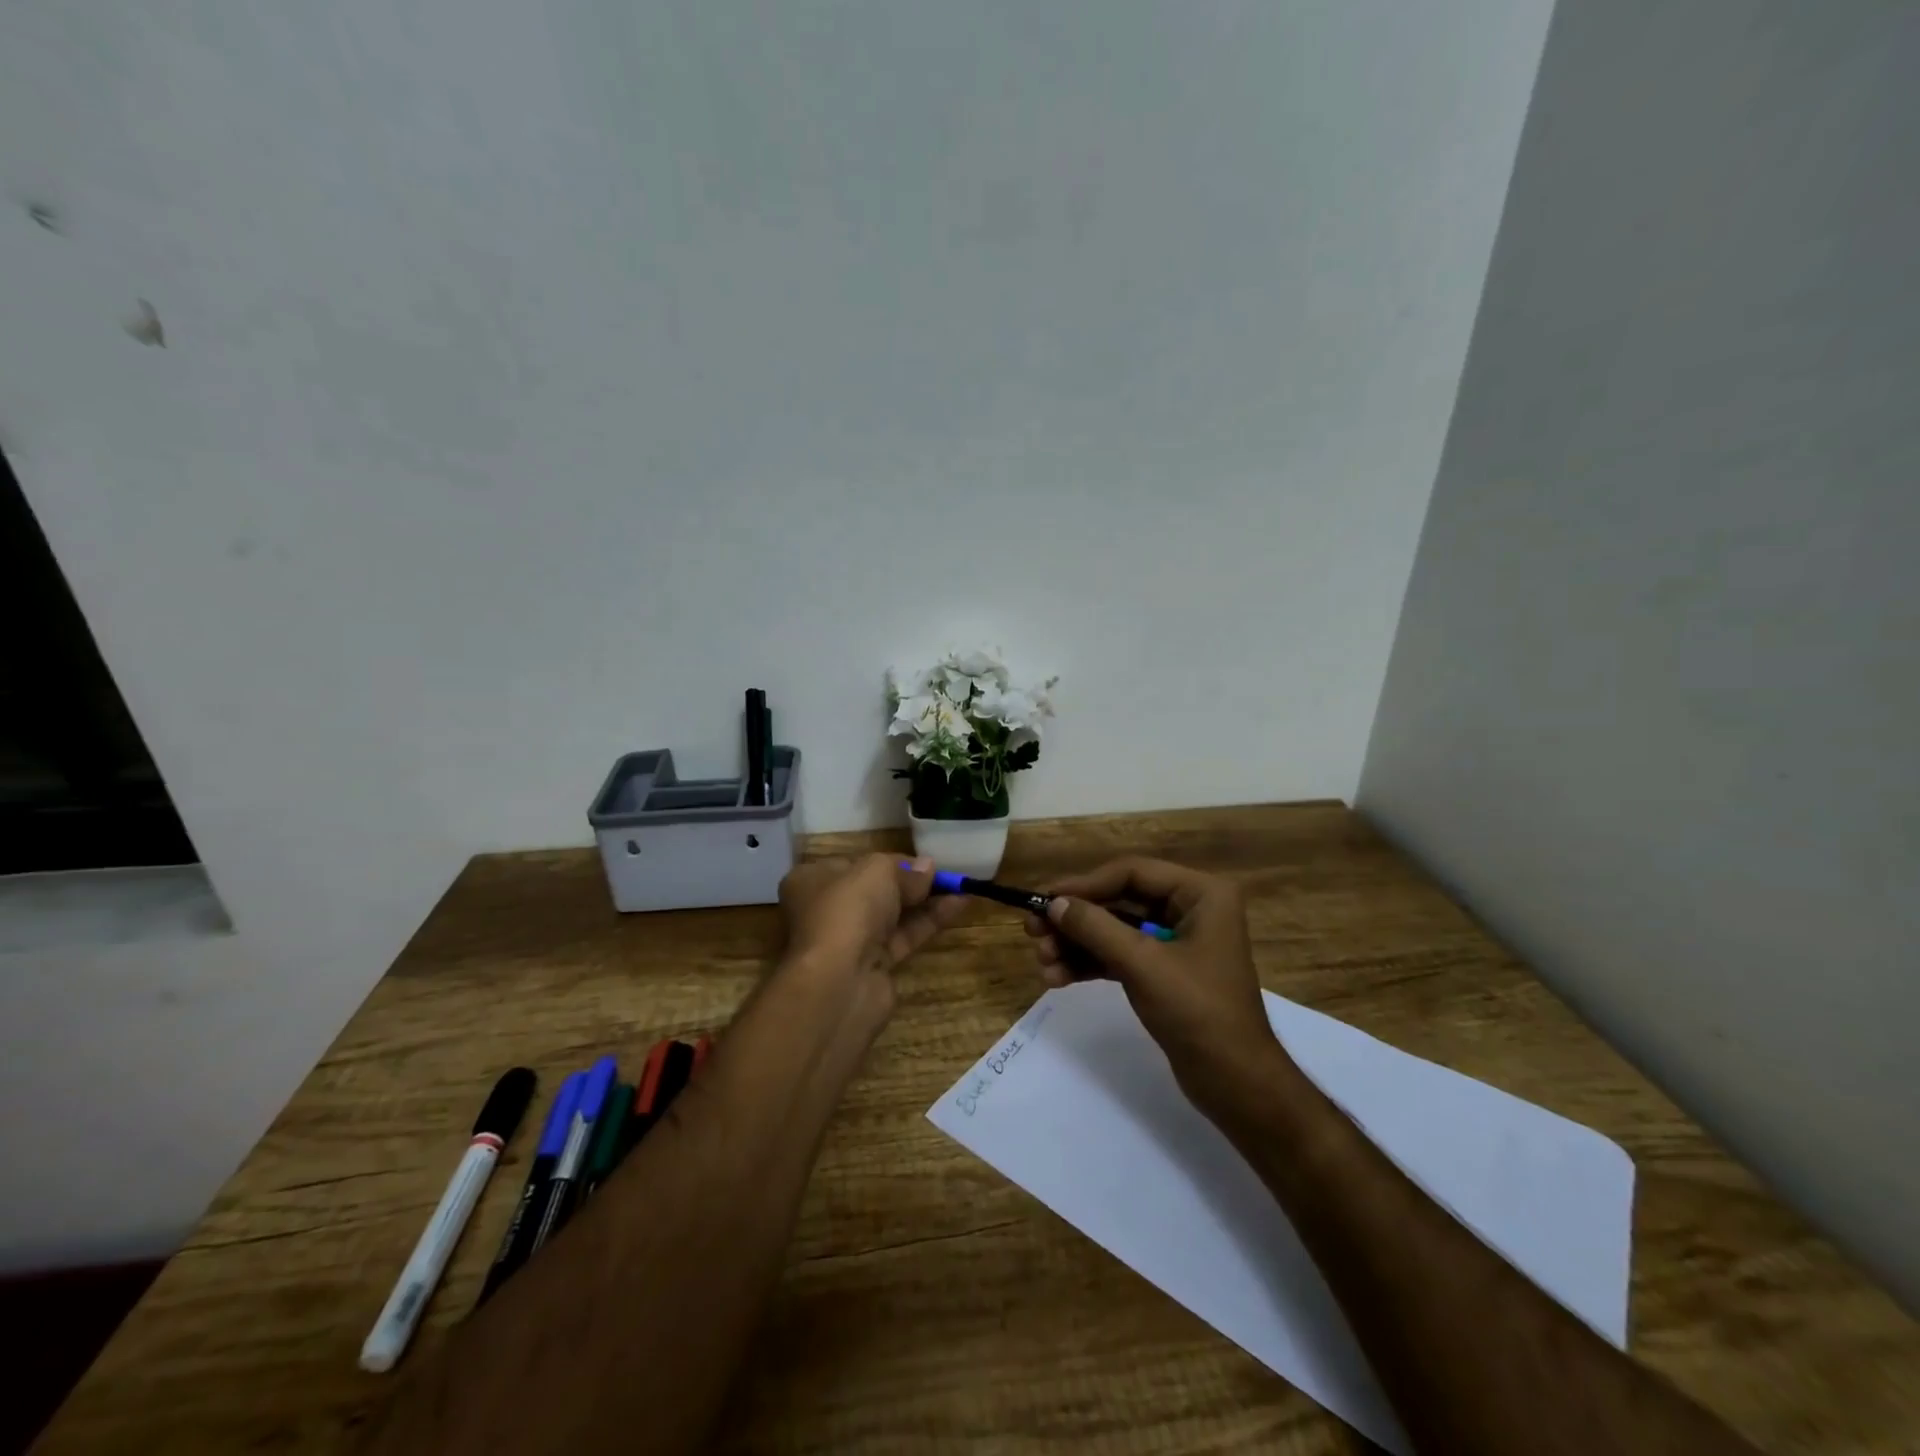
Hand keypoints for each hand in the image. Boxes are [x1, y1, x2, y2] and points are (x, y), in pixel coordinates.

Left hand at [779, 854, 965, 981]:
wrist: (839, 981)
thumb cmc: (848, 910)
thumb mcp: (877, 872)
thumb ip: (905, 869)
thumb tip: (927, 867)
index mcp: (811, 880)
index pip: (853, 864)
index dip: (888, 860)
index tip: (920, 860)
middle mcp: (825, 910)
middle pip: (874, 890)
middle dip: (910, 881)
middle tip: (944, 873)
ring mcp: (848, 941)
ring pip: (892, 915)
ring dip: (925, 901)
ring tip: (961, 886)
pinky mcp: (871, 966)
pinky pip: (903, 937)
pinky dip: (928, 922)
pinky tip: (958, 906)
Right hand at [1024, 857, 1289, 1108]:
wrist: (1235, 1083)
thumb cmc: (1197, 1011)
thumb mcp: (1142, 964)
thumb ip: (1095, 928)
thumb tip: (1053, 903)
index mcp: (1200, 893)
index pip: (1132, 873)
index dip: (1085, 884)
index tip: (1044, 898)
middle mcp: (1190, 909)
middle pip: (1119, 901)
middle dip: (1076, 920)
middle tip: (1033, 933)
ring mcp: (1176, 942)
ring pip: (1115, 930)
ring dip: (1077, 945)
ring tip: (1042, 963)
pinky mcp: (1164, 972)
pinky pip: (1120, 955)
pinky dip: (1090, 964)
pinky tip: (1058, 978)